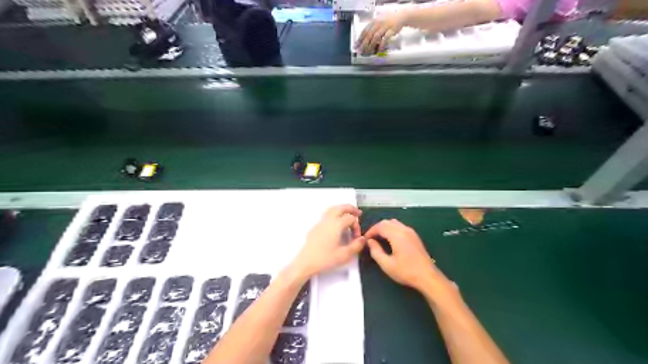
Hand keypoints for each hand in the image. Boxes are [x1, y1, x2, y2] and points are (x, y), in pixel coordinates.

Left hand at [291, 205, 366, 278]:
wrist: (305, 262)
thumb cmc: (325, 259)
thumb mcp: (344, 255)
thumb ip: (356, 246)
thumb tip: (363, 239)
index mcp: (336, 224)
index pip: (350, 219)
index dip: (357, 226)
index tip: (357, 238)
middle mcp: (328, 220)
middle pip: (340, 208)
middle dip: (350, 209)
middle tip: (358, 212)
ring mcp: (320, 222)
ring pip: (332, 209)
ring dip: (341, 209)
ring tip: (347, 214)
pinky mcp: (315, 227)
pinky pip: (326, 215)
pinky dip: (334, 213)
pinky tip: (336, 223)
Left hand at [357, 12, 405, 54]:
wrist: (401, 16)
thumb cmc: (389, 20)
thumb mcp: (379, 22)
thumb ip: (372, 29)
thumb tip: (365, 40)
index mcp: (374, 21)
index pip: (364, 31)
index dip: (359, 39)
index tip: (356, 46)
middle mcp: (378, 23)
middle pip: (368, 35)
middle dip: (363, 45)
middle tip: (361, 52)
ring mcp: (385, 26)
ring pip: (375, 37)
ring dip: (371, 46)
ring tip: (368, 52)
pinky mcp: (391, 30)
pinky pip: (385, 39)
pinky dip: (381, 45)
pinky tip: (378, 51)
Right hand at [366, 219, 442, 290]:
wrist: (427, 276)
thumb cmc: (406, 271)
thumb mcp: (387, 265)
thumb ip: (376, 251)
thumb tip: (370, 242)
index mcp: (397, 235)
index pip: (380, 226)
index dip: (370, 231)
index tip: (364, 239)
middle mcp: (404, 229)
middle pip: (387, 222)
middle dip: (376, 228)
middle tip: (370, 238)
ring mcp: (411, 232)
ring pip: (394, 223)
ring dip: (384, 227)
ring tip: (378, 238)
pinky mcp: (414, 236)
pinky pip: (400, 226)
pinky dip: (391, 229)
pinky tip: (389, 239)